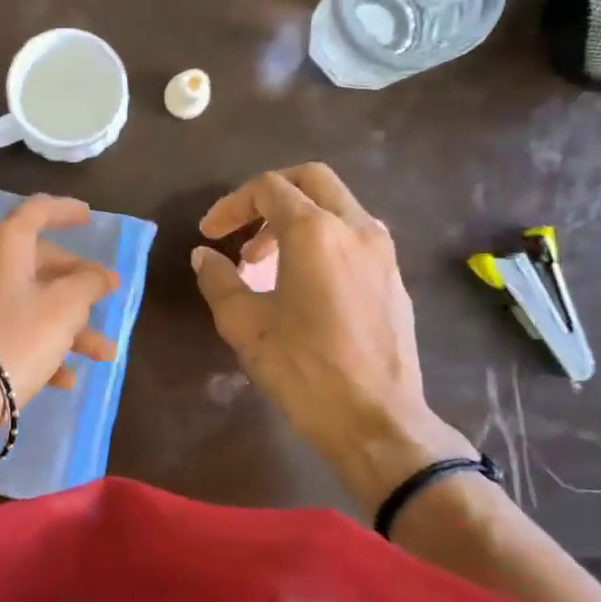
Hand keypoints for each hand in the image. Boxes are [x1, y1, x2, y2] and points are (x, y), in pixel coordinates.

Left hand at [0, 196, 118, 412]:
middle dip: (76, 286)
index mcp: (0, 243)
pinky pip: (4, 328)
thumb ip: (89, 283)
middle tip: (104, 299)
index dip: (66, 211)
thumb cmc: (14, 339)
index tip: (88, 217)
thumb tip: (101, 275)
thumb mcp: (64, 309)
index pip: (38, 211)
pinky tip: (63, 378)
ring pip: (24, 301)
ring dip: (65, 325)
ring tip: (101, 354)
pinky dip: (35, 343)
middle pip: (35, 263)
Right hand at [191, 164, 473, 505]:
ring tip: (267, 263)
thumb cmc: (304, 370)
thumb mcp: (245, 326)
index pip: (269, 189)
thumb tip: (205, 257)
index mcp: (315, 232)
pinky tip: (304, 284)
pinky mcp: (395, 278)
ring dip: (298, 219)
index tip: (210, 235)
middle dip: (269, 197)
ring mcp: (383, 252)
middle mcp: (356, 228)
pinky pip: (355, 237)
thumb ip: (219, 281)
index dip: (231, 205)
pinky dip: (323, 241)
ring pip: (337, 206)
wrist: (377, 421)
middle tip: (242, 233)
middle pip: (312, 180)